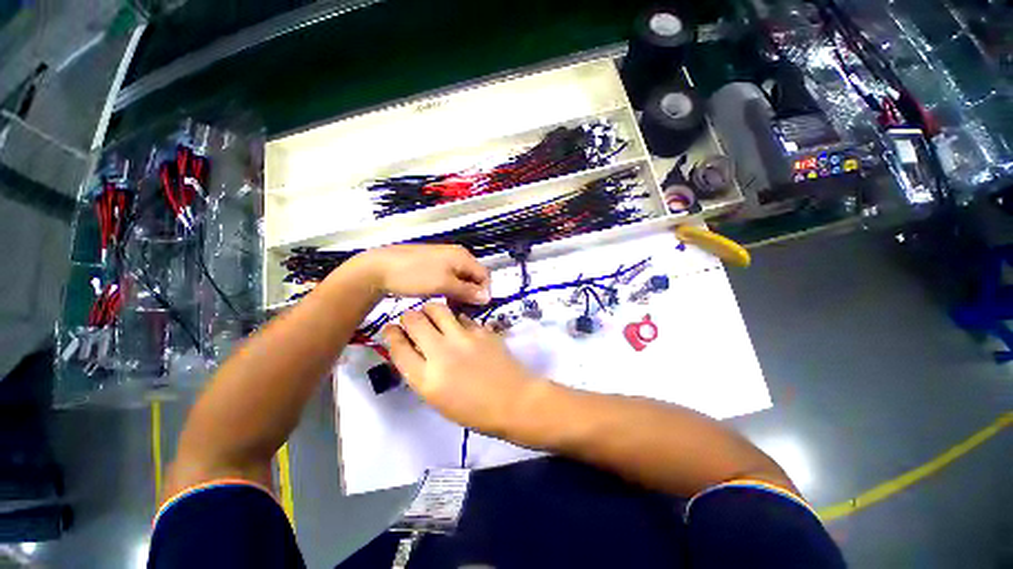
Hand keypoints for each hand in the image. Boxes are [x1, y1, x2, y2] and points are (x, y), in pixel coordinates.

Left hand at [354, 245, 490, 304]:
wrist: (378, 268)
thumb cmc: (414, 275)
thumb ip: (467, 291)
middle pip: (474, 277)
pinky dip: (450, 290)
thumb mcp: (444, 285)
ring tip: (451, 307)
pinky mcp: (433, 266)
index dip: (484, 292)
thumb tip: (487, 297)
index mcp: (462, 256)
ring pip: (461, 279)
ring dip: (460, 294)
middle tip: (463, 310)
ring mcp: (444, 259)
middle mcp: (456, 255)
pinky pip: (450, 279)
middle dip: (471, 294)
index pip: (484, 275)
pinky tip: (442, 299)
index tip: (476, 309)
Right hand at [382, 303, 543, 434]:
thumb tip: (414, 350)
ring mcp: (463, 338)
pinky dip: (456, 318)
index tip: (391, 329)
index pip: (398, 347)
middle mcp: (441, 353)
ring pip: (437, 308)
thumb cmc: (475, 411)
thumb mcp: (438, 400)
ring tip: (433, 315)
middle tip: (413, 320)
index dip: (391, 334)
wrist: (514, 401)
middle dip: (408, 317)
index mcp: (426, 379)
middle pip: (414, 321)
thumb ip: (422, 374)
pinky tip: (459, 325)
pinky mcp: (481, 330)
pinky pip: (462, 316)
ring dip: (430, 309)